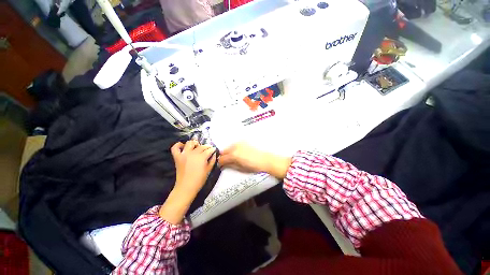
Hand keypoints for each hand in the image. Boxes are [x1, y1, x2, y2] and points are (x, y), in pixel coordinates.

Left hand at [171, 140, 216, 195]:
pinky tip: (183, 146)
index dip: (212, 149)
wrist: (186, 187)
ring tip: (197, 146)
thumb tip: (214, 154)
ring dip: (194, 143)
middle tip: (208, 149)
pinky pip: (175, 148)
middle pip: (201, 146)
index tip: (214, 150)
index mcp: (202, 157)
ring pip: (189, 143)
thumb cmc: (199, 180)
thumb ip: (212, 161)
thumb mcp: (209, 170)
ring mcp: (184, 154)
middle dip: (206, 146)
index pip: (209, 150)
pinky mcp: (177, 157)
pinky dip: (178, 145)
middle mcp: (193, 153)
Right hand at [219, 143, 290, 178]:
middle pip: (224, 151)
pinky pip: (235, 145)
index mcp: (233, 155)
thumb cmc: (253, 166)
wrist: (265, 159)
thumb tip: (224, 165)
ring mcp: (239, 143)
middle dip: (223, 156)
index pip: (222, 159)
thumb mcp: (240, 168)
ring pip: (229, 147)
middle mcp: (235, 147)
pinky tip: (238, 152)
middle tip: (225, 161)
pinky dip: (234, 148)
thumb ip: (230, 165)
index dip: (220, 163)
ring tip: (232, 157)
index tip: (220, 165)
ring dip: (228, 152)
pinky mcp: (244, 141)